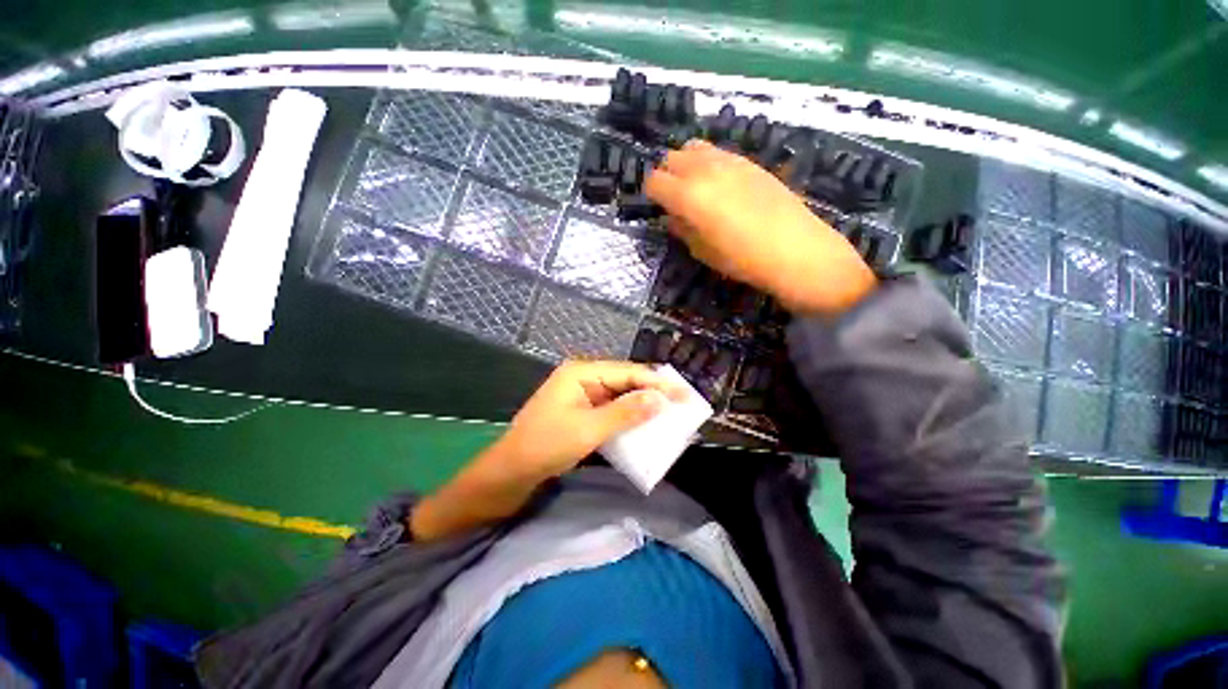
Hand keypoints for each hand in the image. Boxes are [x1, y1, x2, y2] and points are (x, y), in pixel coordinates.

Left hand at [495, 360, 686, 481]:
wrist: (511, 471)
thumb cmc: (546, 445)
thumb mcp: (589, 429)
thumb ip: (626, 413)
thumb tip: (660, 399)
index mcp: (582, 372)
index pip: (628, 372)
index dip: (657, 383)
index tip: (684, 395)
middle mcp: (583, 377)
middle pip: (624, 380)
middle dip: (651, 392)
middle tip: (680, 404)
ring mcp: (581, 394)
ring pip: (619, 395)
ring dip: (641, 405)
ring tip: (667, 413)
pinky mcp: (581, 411)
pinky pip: (610, 408)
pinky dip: (627, 416)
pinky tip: (642, 423)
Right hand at [645, 140, 876, 314]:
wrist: (796, 250)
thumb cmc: (742, 259)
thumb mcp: (703, 251)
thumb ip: (683, 229)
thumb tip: (673, 217)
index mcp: (688, 195)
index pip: (655, 181)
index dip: (652, 194)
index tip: (658, 207)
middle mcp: (705, 169)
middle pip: (672, 158)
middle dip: (667, 176)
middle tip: (675, 199)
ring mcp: (730, 161)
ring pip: (695, 148)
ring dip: (687, 165)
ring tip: (697, 189)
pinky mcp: (750, 162)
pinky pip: (719, 153)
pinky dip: (710, 164)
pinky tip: (722, 187)